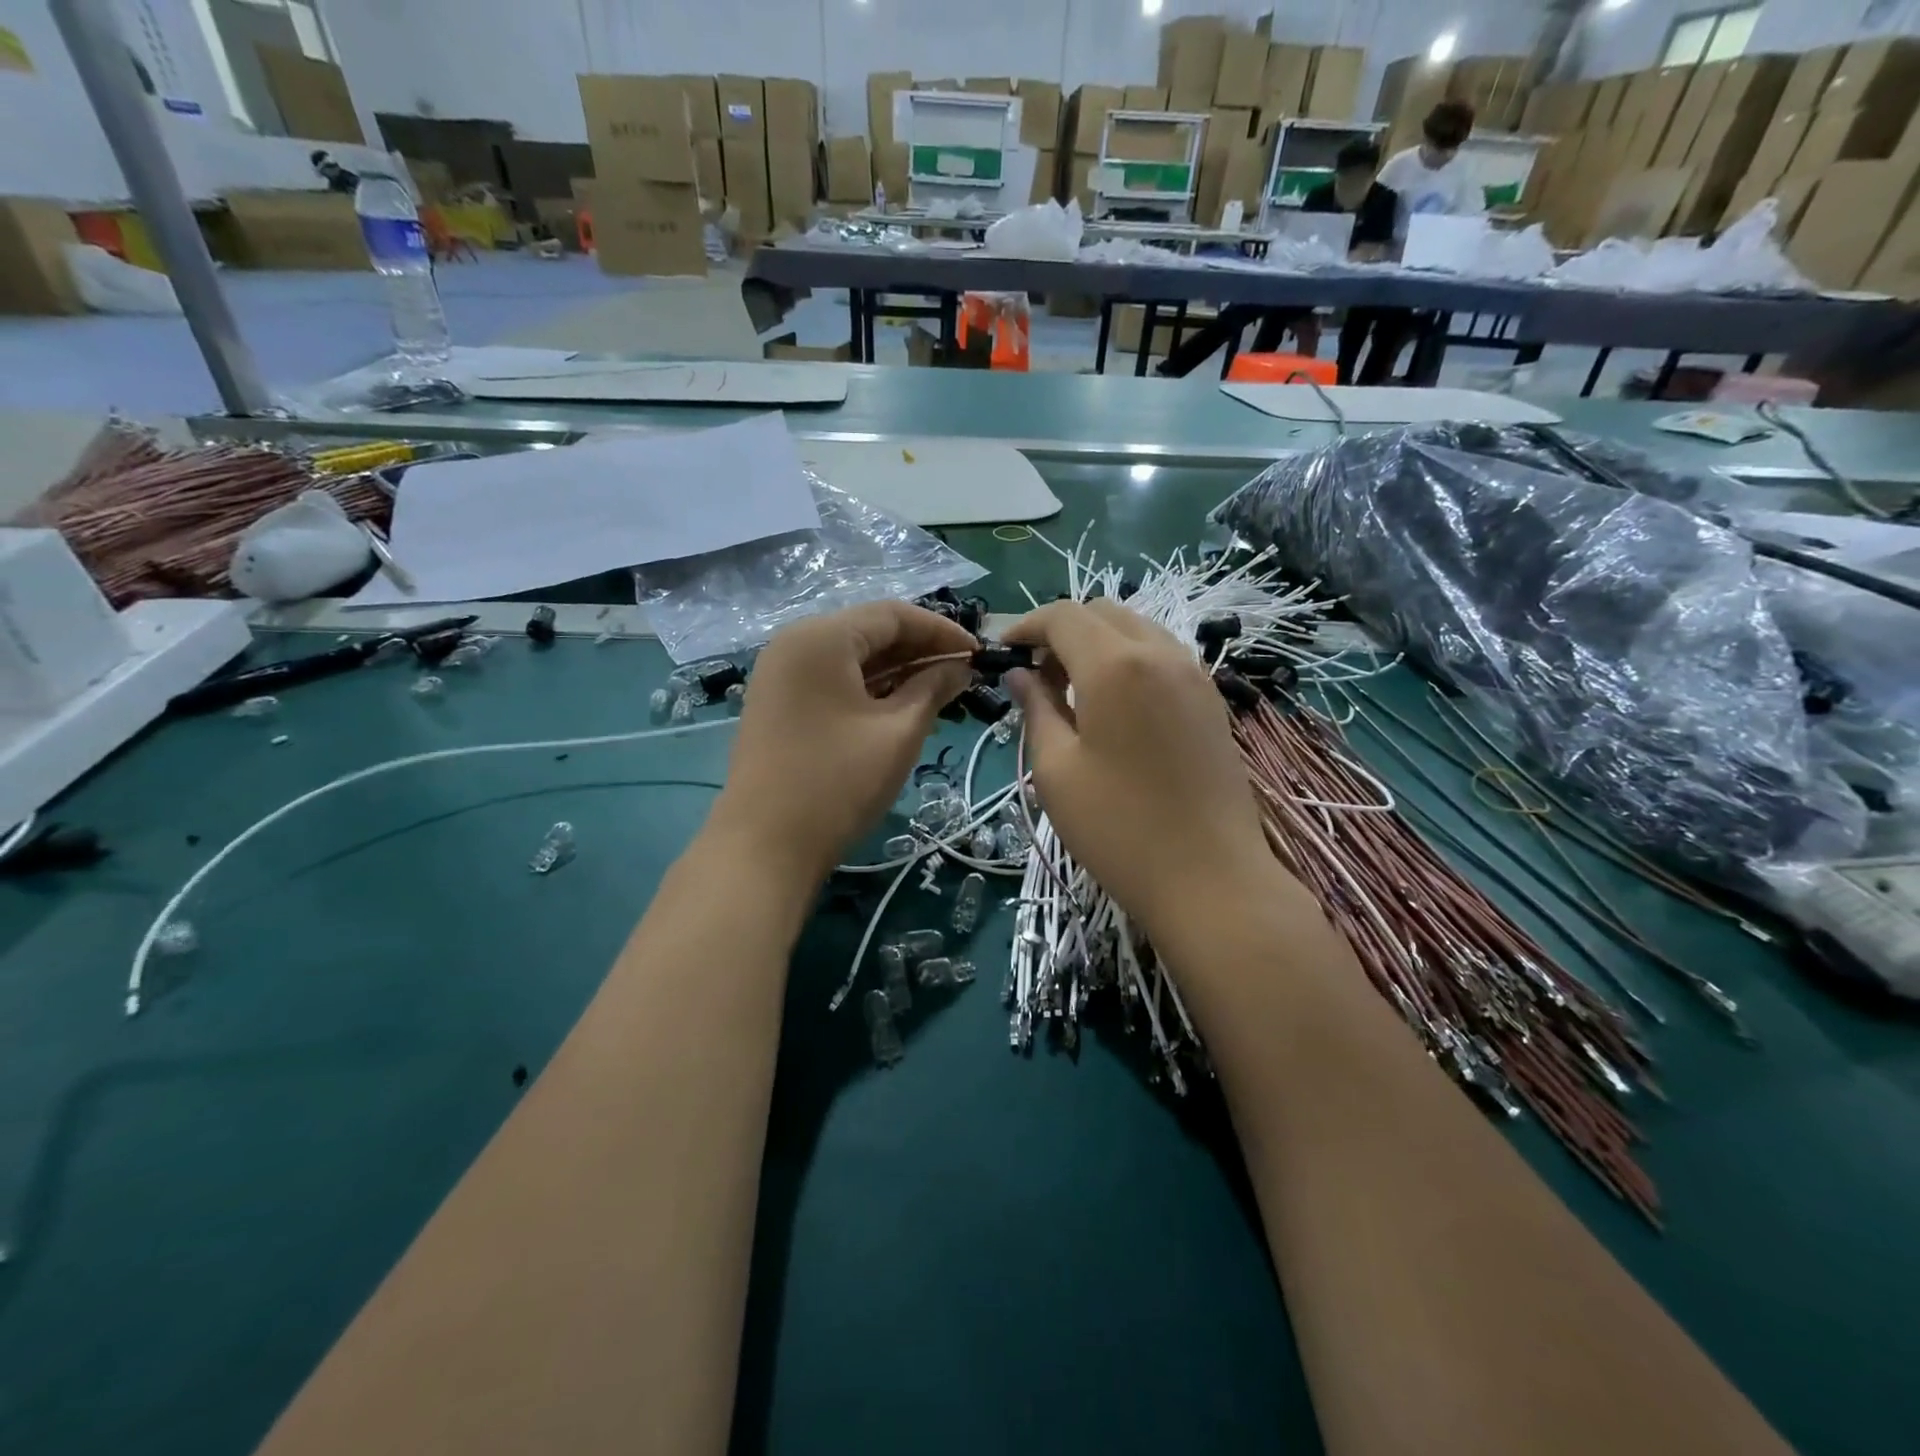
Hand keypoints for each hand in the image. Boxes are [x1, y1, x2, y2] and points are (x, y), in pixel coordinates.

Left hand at [708, 602, 974, 883]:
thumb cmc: (838, 783)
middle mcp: (795, 642)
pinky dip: (868, 688)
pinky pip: (831, 680)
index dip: (941, 630)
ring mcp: (780, 674)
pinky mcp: (778, 703)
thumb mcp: (898, 732)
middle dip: (919, 650)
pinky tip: (900, 707)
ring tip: (940, 693)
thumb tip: (961, 667)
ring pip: (850, 658)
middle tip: (963, 675)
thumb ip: (933, 688)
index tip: (978, 654)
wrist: (764, 847)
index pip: (892, 615)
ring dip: (896, 670)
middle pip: (869, 632)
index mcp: (821, 637)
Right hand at [1002, 600, 1277, 947]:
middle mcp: (1160, 653)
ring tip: (1074, 690)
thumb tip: (1019, 674)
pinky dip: (1130, 660)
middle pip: (1102, 612)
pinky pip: (1163, 655)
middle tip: (1037, 675)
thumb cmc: (1118, 829)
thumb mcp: (1056, 770)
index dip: (1026, 626)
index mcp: (1115, 665)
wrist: (1210, 878)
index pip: (1063, 616)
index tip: (1002, 651)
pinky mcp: (1212, 700)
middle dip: (1062, 631)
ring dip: (1098, 643)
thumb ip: (1035, 709)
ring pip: (1137, 629)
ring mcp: (1194, 675)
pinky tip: (1116, 705)